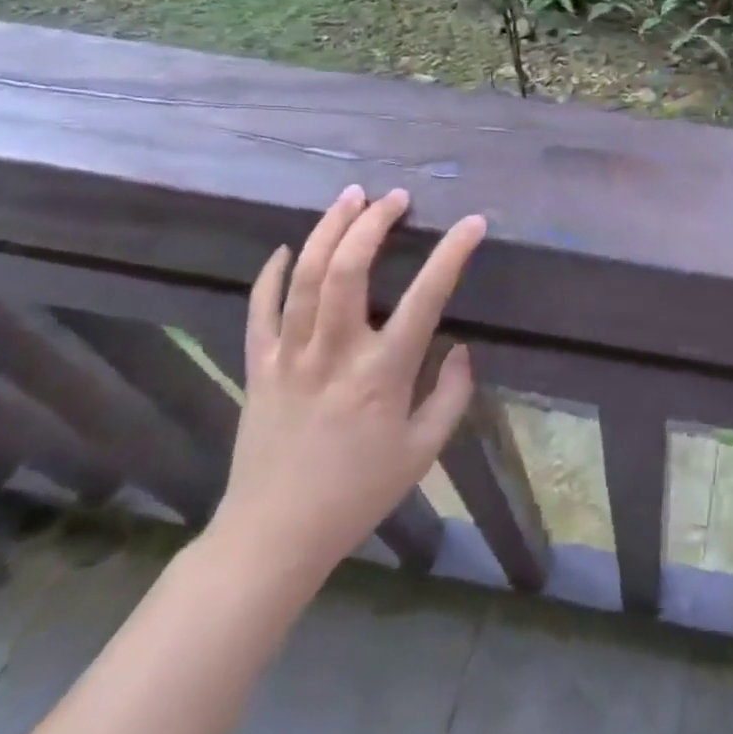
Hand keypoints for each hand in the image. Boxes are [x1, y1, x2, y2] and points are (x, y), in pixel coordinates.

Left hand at [209, 184, 484, 586]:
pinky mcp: (259, 366)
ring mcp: (290, 356)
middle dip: (373, 224)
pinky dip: (273, 273)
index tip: (472, 223)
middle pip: (348, 270)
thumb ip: (452, 396)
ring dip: (329, 230)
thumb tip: (461, 349)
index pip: (426, 298)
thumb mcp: (423, 452)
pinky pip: (260, 309)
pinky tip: (289, 248)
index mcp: (382, 374)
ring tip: (350, 197)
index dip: (452, 254)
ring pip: (305, 278)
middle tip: (395, 198)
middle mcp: (335, 354)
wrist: (274, 536)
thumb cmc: (357, 493)